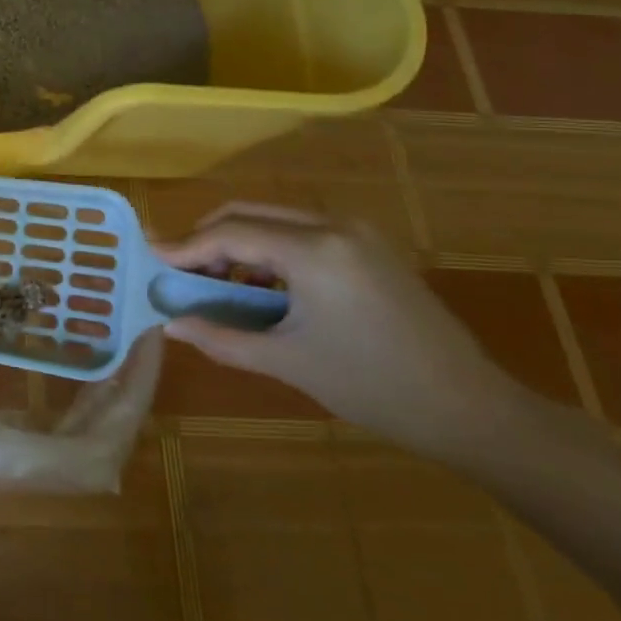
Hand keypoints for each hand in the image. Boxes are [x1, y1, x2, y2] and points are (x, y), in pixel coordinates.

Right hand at [157, 204, 527, 456]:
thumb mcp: (287, 362)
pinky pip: (301, 230)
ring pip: (274, 217)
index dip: (185, 246)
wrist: (470, 408)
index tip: (150, 257)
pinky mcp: (369, 245)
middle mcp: (333, 226)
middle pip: (248, 212)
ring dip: (237, 242)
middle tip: (179, 269)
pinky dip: (269, 249)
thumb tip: (170, 326)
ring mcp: (356, 232)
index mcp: (314, 251)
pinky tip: (262, 286)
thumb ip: (221, 337)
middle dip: (207, 238)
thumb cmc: (373, 387)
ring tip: (218, 283)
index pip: (230, 234)